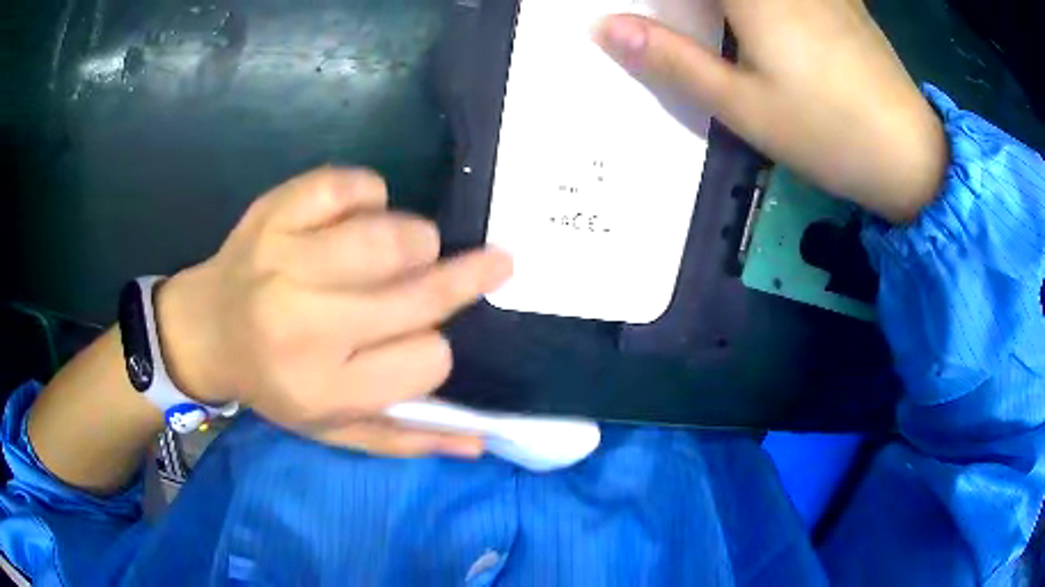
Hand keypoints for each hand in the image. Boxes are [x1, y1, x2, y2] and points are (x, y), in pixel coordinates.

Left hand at [156, 168, 511, 457]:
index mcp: (323, 388)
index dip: (436, 348)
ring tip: (412, 249)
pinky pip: (354, 185)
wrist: (203, 331)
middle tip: (493, 261)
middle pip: (421, 293)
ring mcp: (286, 260)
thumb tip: (480, 441)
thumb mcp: (332, 430)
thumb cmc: (272, 383)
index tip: (419, 341)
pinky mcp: (276, 213)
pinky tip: (361, 214)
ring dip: (420, 239)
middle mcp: (305, 325)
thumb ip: (404, 438)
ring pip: (395, 236)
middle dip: (467, 277)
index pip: (430, 359)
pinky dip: (373, 194)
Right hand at [596, 0, 948, 222]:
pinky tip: (761, 21)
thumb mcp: (742, 106)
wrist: (910, 154)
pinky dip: (763, 4)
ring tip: (712, 24)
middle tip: (677, 20)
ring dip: (721, 4)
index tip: (647, 15)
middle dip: (693, 4)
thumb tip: (603, 27)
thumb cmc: (827, 133)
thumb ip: (671, 59)